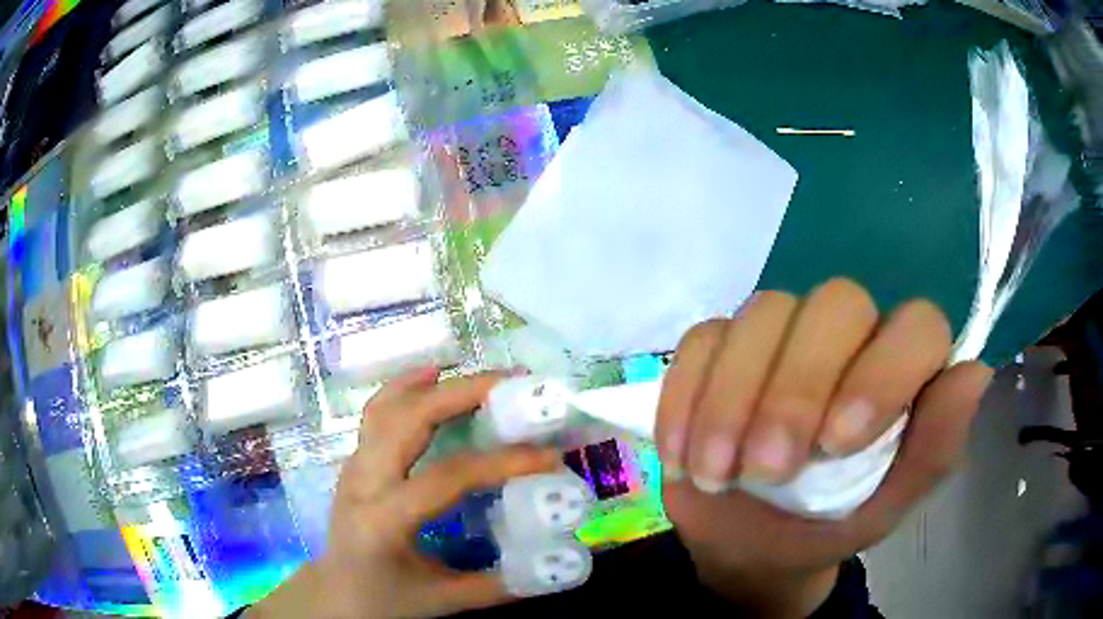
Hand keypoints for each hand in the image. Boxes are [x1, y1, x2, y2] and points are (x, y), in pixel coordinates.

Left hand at [249, 369, 560, 618]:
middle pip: (409, 420)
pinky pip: (377, 412)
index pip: (446, 478)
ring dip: (437, 385)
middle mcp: (363, 482)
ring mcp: (354, 465)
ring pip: (389, 407)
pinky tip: (432, 374)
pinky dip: (405, 386)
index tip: (549, 454)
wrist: (336, 592)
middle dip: (463, 394)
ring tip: (483, 378)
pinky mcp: (355, 460)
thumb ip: (498, 586)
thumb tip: (555, 565)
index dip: (500, 462)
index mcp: (384, 521)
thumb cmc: (385, 599)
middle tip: (513, 384)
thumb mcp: (443, 601)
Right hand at [655, 279, 992, 616]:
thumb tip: (977, 375)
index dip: (883, 372)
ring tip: (716, 475)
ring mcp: (781, 333)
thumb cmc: (828, 526)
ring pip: (763, 314)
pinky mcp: (721, 347)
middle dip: (798, 389)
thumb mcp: (885, 507)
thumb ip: (933, 450)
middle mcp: (849, 335)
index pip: (916, 326)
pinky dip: (687, 397)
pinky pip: (703, 341)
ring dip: (733, 399)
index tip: (836, 444)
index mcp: (901, 370)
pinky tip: (683, 455)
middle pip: (834, 304)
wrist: (753, 545)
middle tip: (767, 470)